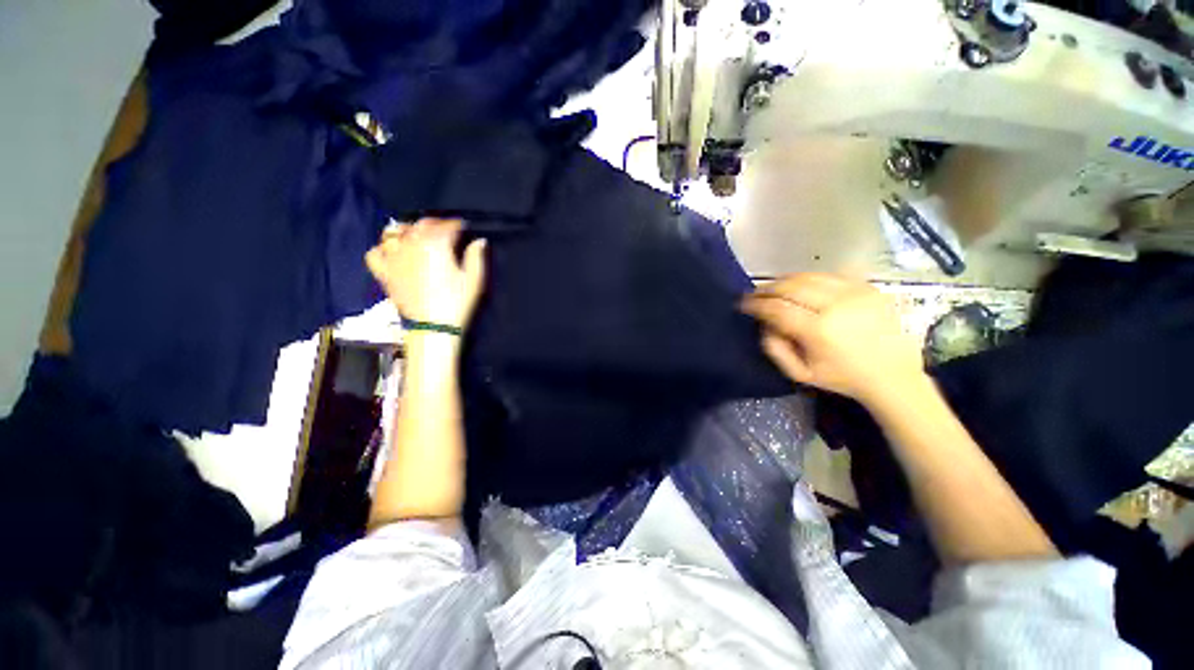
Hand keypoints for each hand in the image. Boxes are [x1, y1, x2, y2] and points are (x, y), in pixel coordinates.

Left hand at [365, 219, 486, 328]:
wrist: (434, 327)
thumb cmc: (457, 301)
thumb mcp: (474, 279)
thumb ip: (476, 256)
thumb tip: (479, 241)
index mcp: (436, 244)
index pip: (447, 226)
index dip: (457, 225)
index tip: (464, 228)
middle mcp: (412, 244)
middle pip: (421, 225)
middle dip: (435, 224)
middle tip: (445, 230)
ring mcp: (394, 258)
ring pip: (394, 233)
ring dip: (406, 230)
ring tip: (416, 236)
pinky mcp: (384, 272)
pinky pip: (375, 253)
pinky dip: (382, 249)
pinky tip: (393, 253)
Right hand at [741, 273, 925, 405]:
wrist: (893, 374)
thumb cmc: (842, 377)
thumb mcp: (800, 374)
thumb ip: (775, 349)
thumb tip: (764, 325)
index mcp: (819, 331)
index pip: (777, 308)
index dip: (756, 304)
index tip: (743, 304)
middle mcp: (836, 305)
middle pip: (790, 286)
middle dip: (767, 288)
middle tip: (754, 294)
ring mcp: (854, 292)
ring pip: (808, 276)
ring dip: (785, 281)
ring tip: (773, 288)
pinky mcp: (867, 287)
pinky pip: (829, 275)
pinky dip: (808, 279)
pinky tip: (800, 287)